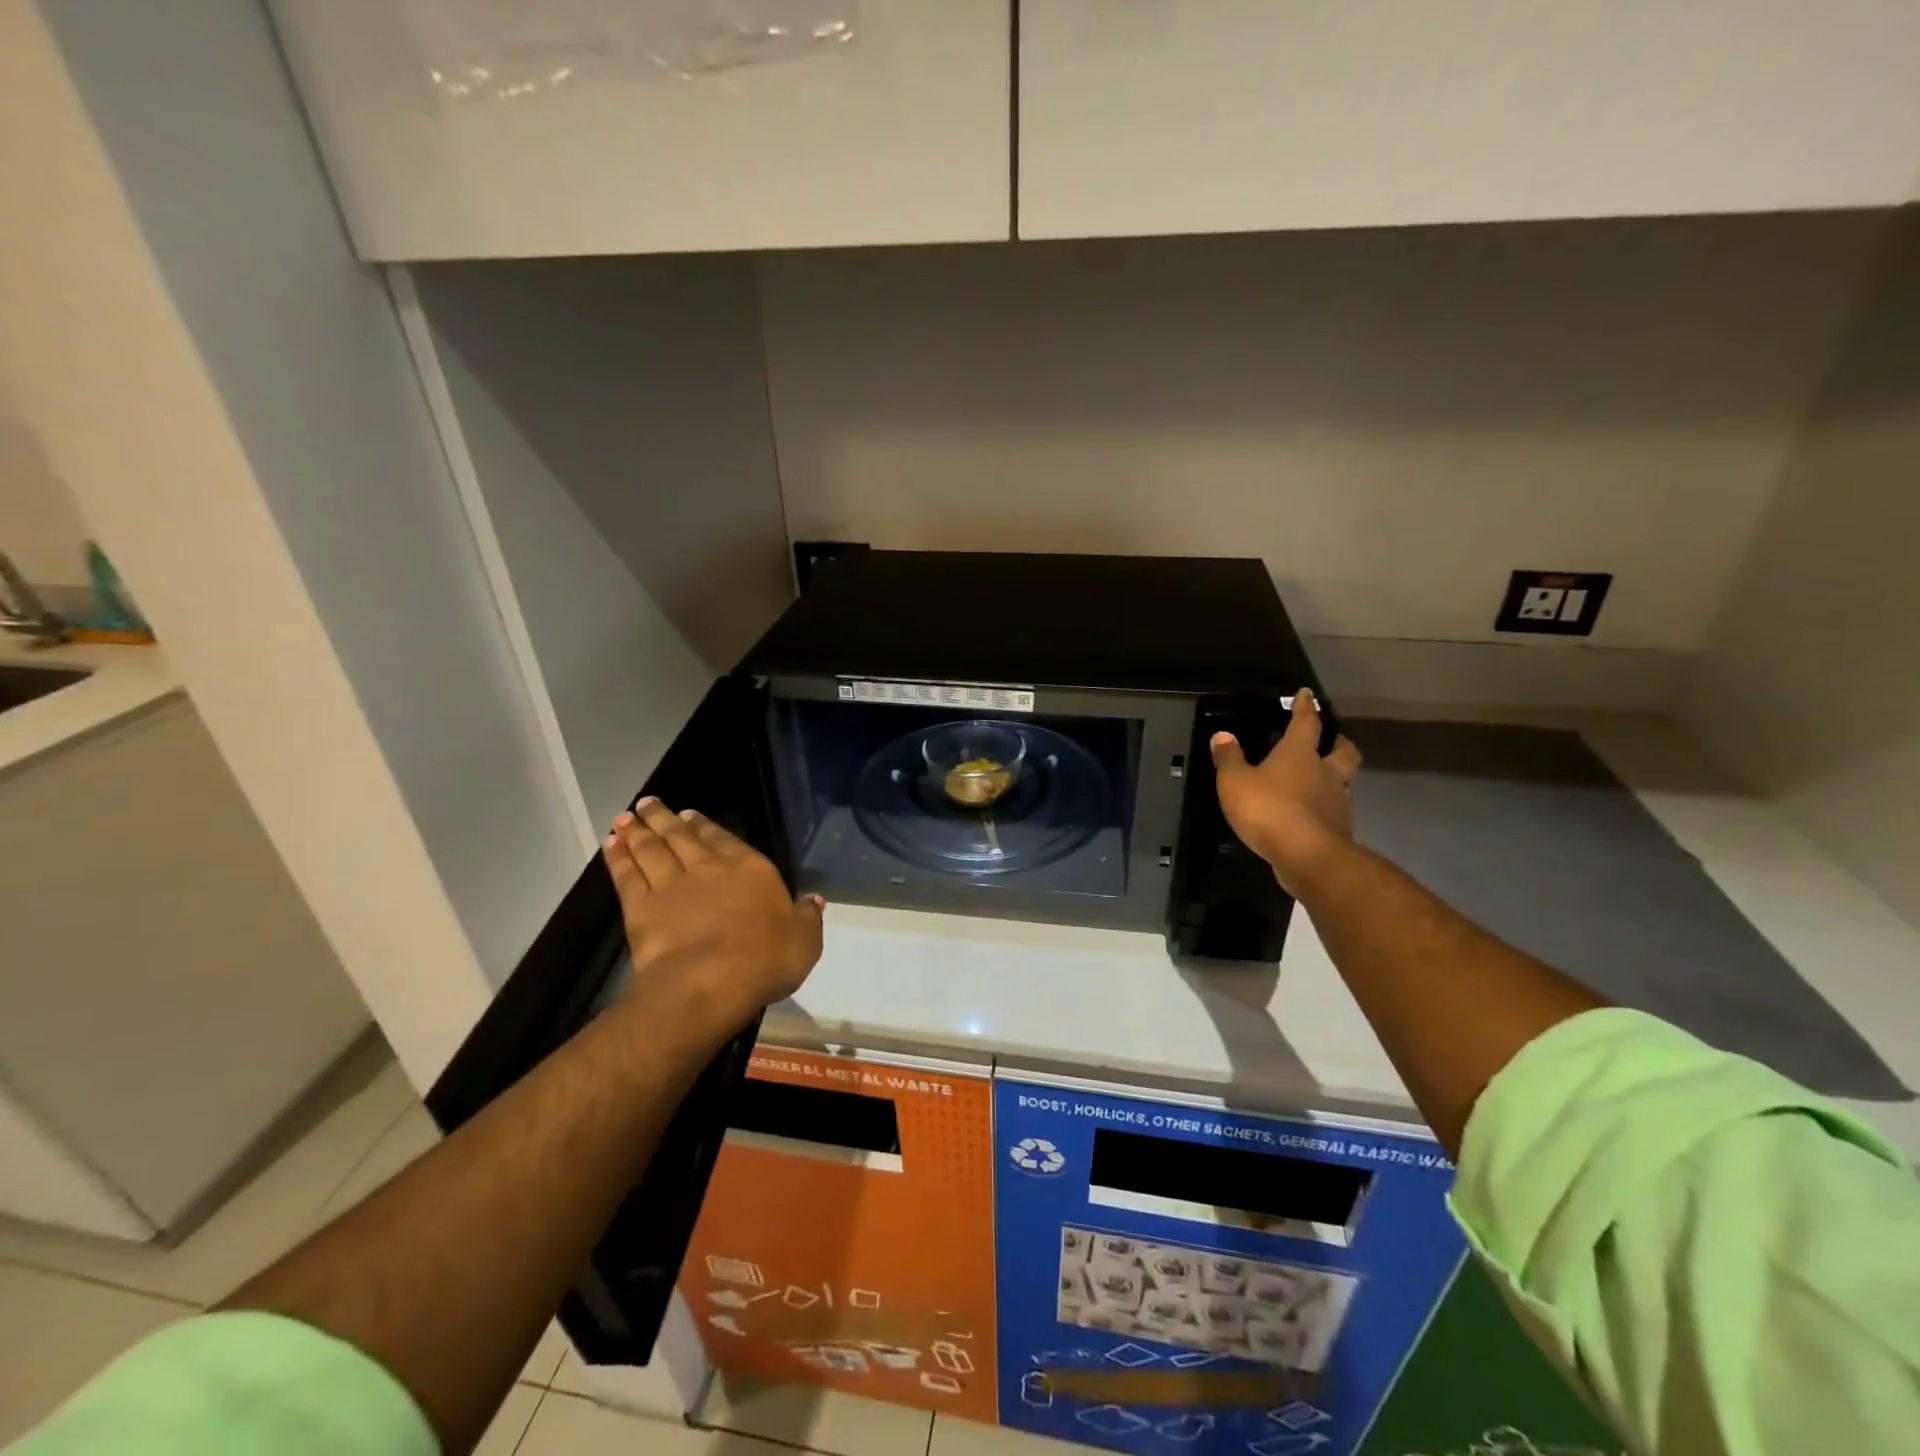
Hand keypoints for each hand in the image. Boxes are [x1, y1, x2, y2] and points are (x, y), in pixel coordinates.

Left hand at [602, 798, 824, 1026]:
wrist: (709, 981)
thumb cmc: (765, 960)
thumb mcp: (804, 941)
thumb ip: (807, 917)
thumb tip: (814, 900)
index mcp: (750, 870)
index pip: (725, 839)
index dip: (706, 825)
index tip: (690, 814)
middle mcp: (709, 868)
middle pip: (682, 836)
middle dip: (665, 818)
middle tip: (649, 803)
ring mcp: (671, 885)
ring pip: (651, 849)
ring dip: (638, 831)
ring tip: (626, 817)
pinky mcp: (641, 907)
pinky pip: (626, 875)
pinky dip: (617, 857)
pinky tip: (610, 845)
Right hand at [1210, 689, 1362, 895]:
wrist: (1308, 857)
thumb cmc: (1269, 810)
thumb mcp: (1235, 782)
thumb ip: (1229, 758)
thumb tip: (1222, 735)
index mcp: (1299, 754)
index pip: (1307, 722)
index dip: (1306, 707)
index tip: (1308, 695)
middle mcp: (1325, 772)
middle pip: (1343, 750)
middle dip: (1338, 742)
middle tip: (1329, 741)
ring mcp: (1337, 801)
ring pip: (1344, 780)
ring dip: (1336, 776)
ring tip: (1321, 779)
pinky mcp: (1340, 829)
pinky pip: (1336, 809)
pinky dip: (1327, 807)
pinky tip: (1313, 813)